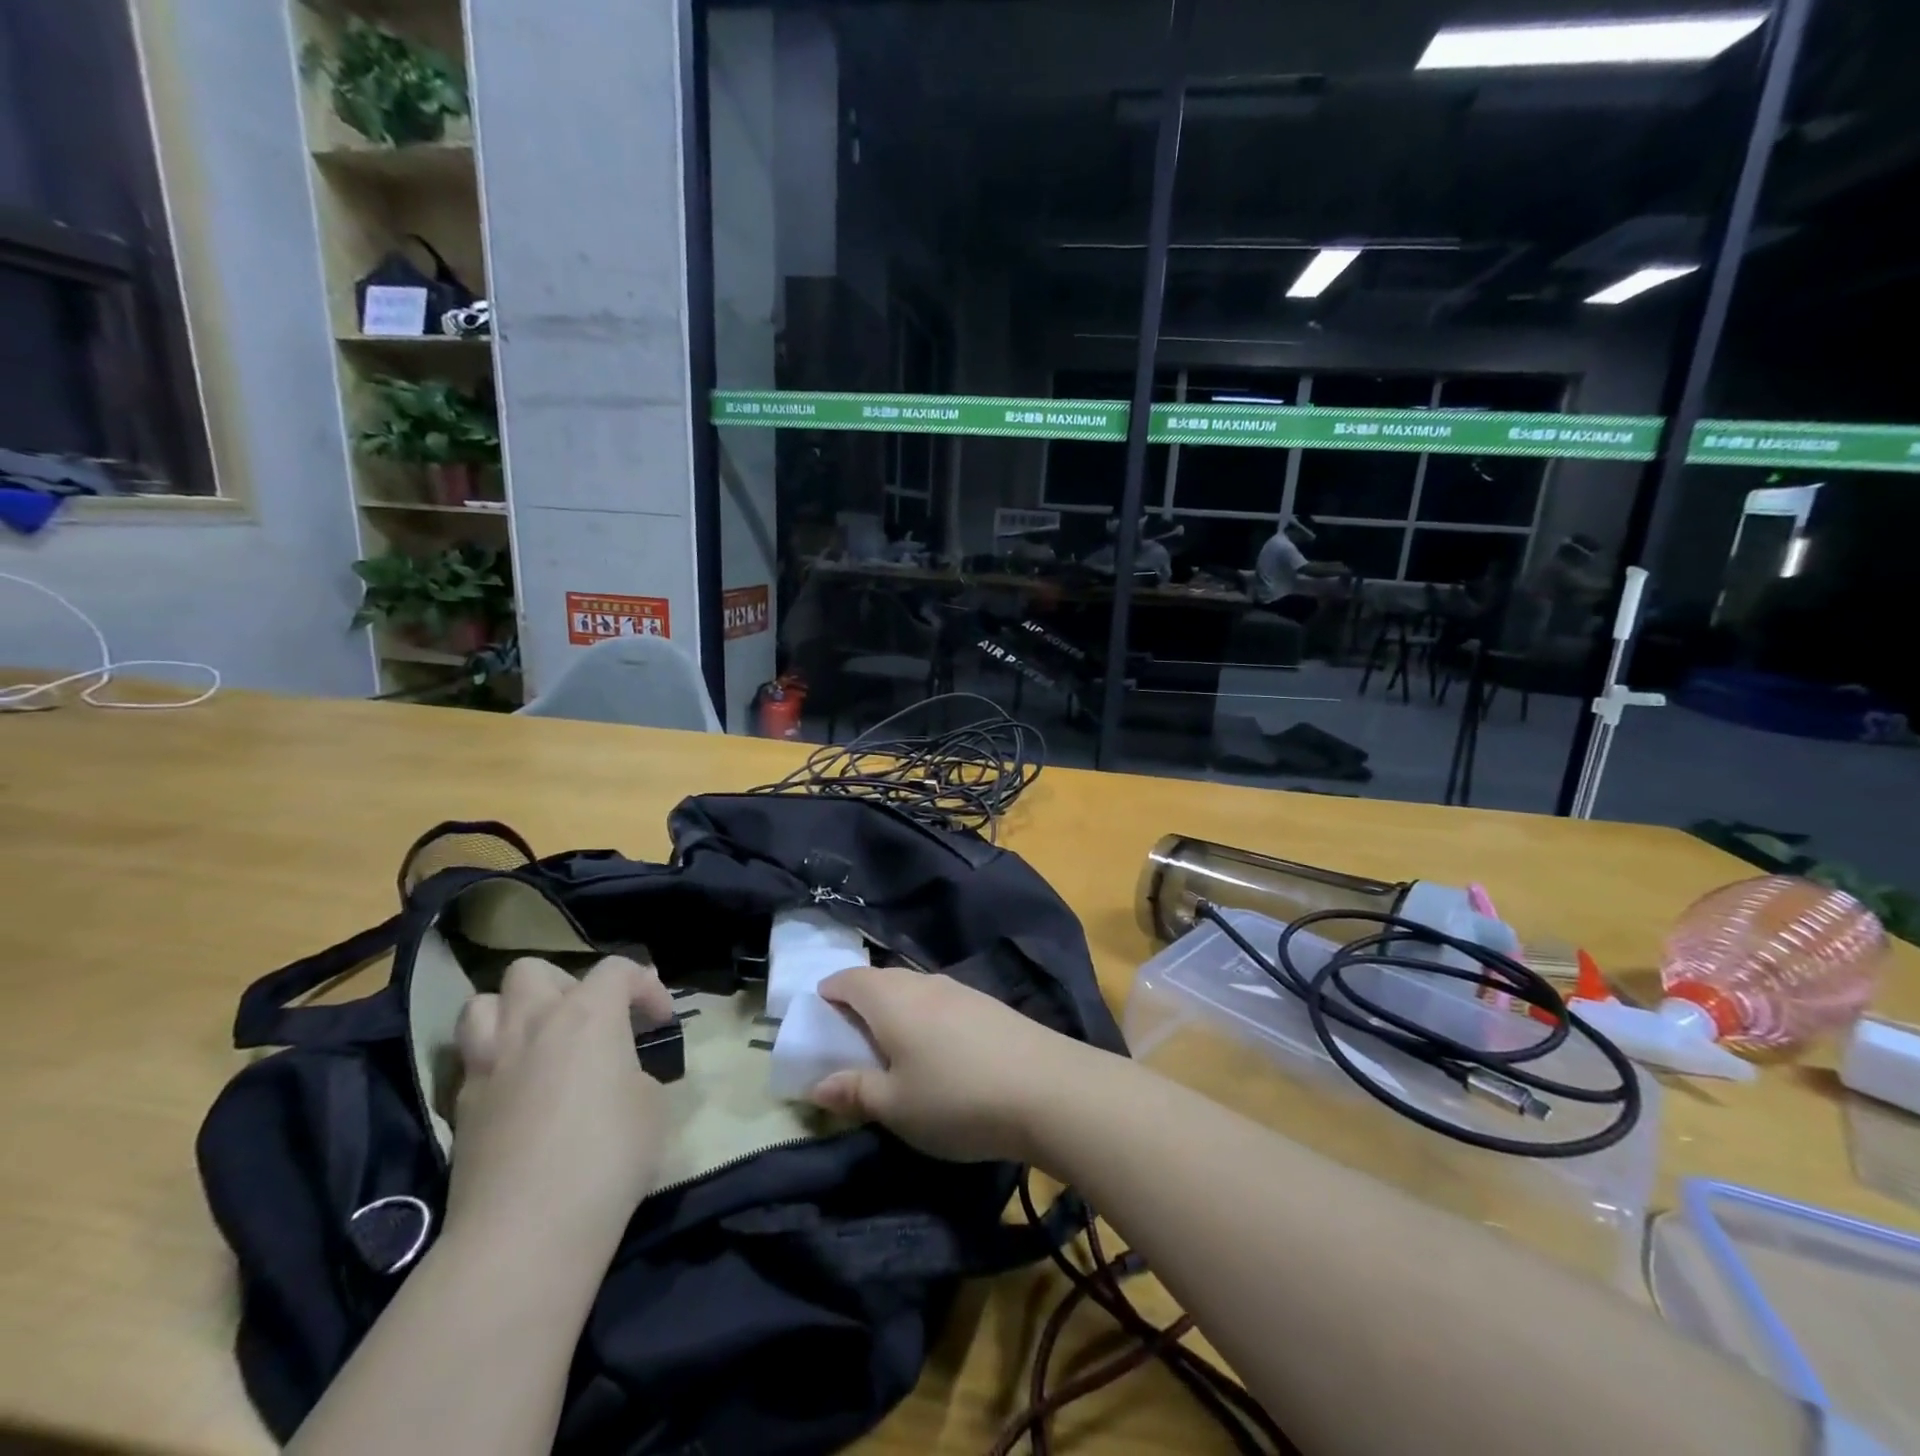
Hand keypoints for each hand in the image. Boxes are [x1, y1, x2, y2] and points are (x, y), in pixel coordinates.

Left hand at [445, 956, 675, 1259]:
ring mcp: (488, 1064)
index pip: (617, 969)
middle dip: (565, 985)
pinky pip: (472, 1060)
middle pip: (532, 971)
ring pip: (483, 1004)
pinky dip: (496, 1061)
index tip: (661, 1021)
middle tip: (590, 1021)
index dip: (645, 986)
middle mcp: (532, 1024)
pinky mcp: (460, 1108)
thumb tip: (620, 1078)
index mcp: (587, 1014)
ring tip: (539, 1041)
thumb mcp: (653, 1105)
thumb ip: (636, 1073)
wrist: (526, 1231)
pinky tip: (519, 1092)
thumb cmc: (608, 1155)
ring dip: (512, 1012)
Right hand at [810, 965, 1097, 1163]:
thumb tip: (818, 1084)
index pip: (850, 979)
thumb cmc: (955, 1097)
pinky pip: (942, 1000)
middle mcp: (924, 983)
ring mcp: (961, 990)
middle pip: (883, 980)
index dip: (830, 991)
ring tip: (892, 1044)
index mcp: (891, 1000)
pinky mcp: (989, 1005)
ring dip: (896, 1007)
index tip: (819, 1010)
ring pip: (915, 989)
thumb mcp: (895, 1106)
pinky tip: (937, 1047)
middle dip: (861, 999)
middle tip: (851, 1033)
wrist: (1046, 1088)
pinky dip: (925, 1016)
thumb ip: (854, 1091)